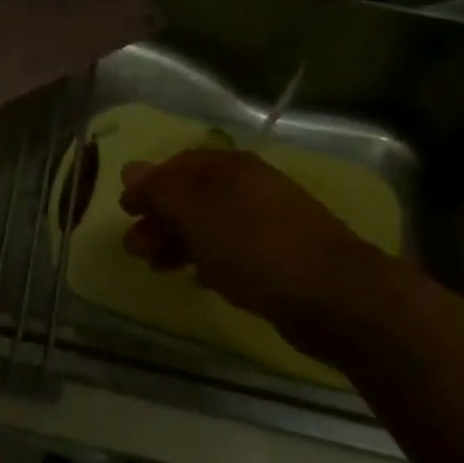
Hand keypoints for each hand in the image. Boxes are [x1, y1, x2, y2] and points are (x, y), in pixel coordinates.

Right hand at [118, 149, 377, 333]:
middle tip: (136, 249)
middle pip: (193, 195)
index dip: (148, 185)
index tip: (125, 211)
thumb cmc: (256, 247)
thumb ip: (161, 190)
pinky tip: (198, 279)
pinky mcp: (279, 257)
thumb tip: (130, 168)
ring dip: (179, 241)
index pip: (178, 165)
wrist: (338, 297)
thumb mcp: (197, 214)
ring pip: (210, 224)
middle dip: (160, 218)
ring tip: (158, 268)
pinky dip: (208, 259)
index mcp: (230, 168)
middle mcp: (249, 187)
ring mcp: (267, 222)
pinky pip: (231, 250)